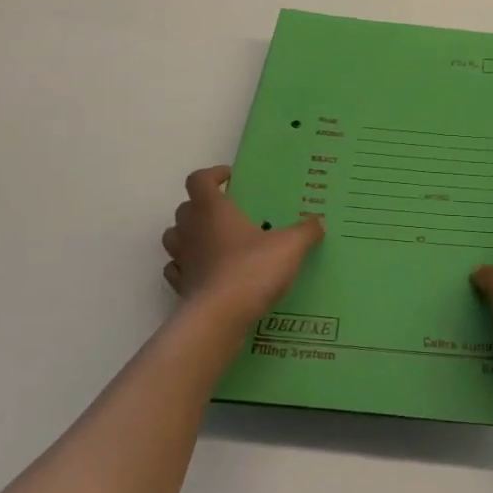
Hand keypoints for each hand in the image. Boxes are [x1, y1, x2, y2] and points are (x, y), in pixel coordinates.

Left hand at [161, 166, 323, 327]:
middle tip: (228, 213)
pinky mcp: (181, 286)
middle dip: (202, 206)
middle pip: (185, 207)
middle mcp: (192, 230)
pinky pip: (177, 269)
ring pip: (174, 237)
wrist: (220, 317)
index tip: (230, 178)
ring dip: (189, 234)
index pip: (199, 180)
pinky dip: (188, 266)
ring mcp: (182, 259)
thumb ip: (305, 231)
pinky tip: (207, 271)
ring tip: (214, 241)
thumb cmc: (252, 270)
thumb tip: (317, 222)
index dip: (212, 175)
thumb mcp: (290, 246)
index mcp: (213, 210)